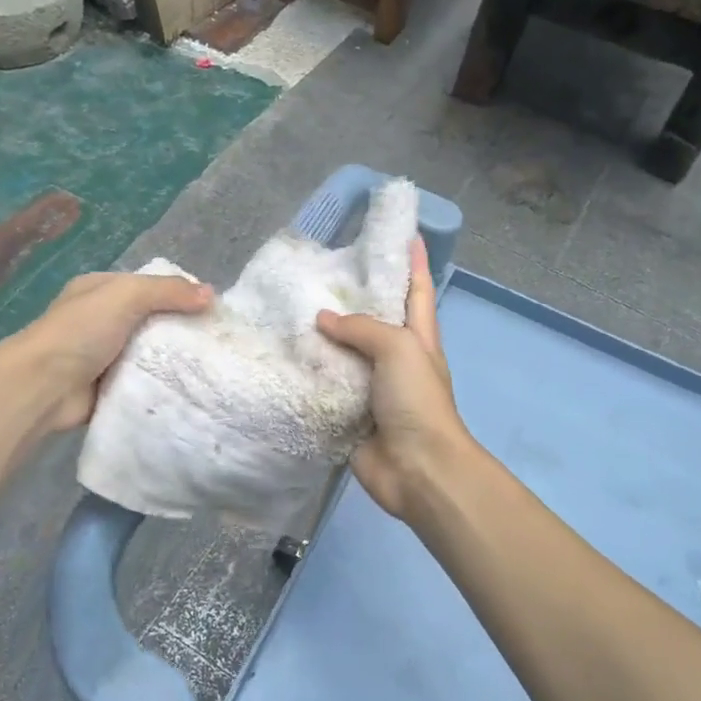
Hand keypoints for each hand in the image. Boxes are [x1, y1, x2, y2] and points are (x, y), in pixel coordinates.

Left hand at [14, 270, 211, 432]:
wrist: (44, 387)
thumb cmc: (81, 331)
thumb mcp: (126, 295)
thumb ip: (168, 291)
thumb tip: (210, 294)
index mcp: (100, 291)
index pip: (148, 285)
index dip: (179, 294)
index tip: (211, 309)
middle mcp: (101, 320)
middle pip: (152, 320)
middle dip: (180, 329)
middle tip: (216, 341)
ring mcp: (103, 355)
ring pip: (149, 352)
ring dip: (173, 359)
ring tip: (211, 365)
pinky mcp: (107, 386)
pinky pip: (142, 381)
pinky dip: (160, 383)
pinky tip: (189, 387)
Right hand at [317, 239, 475, 523]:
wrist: (416, 468)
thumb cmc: (417, 400)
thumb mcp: (399, 348)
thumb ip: (362, 328)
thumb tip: (322, 321)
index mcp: (418, 337)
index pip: (416, 289)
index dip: (413, 260)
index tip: (405, 232)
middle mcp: (394, 358)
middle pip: (374, 319)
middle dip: (354, 295)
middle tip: (322, 268)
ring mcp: (371, 388)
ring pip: (344, 352)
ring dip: (323, 335)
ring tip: (289, 307)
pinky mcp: (348, 413)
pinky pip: (325, 386)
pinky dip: (308, 373)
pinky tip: (282, 355)